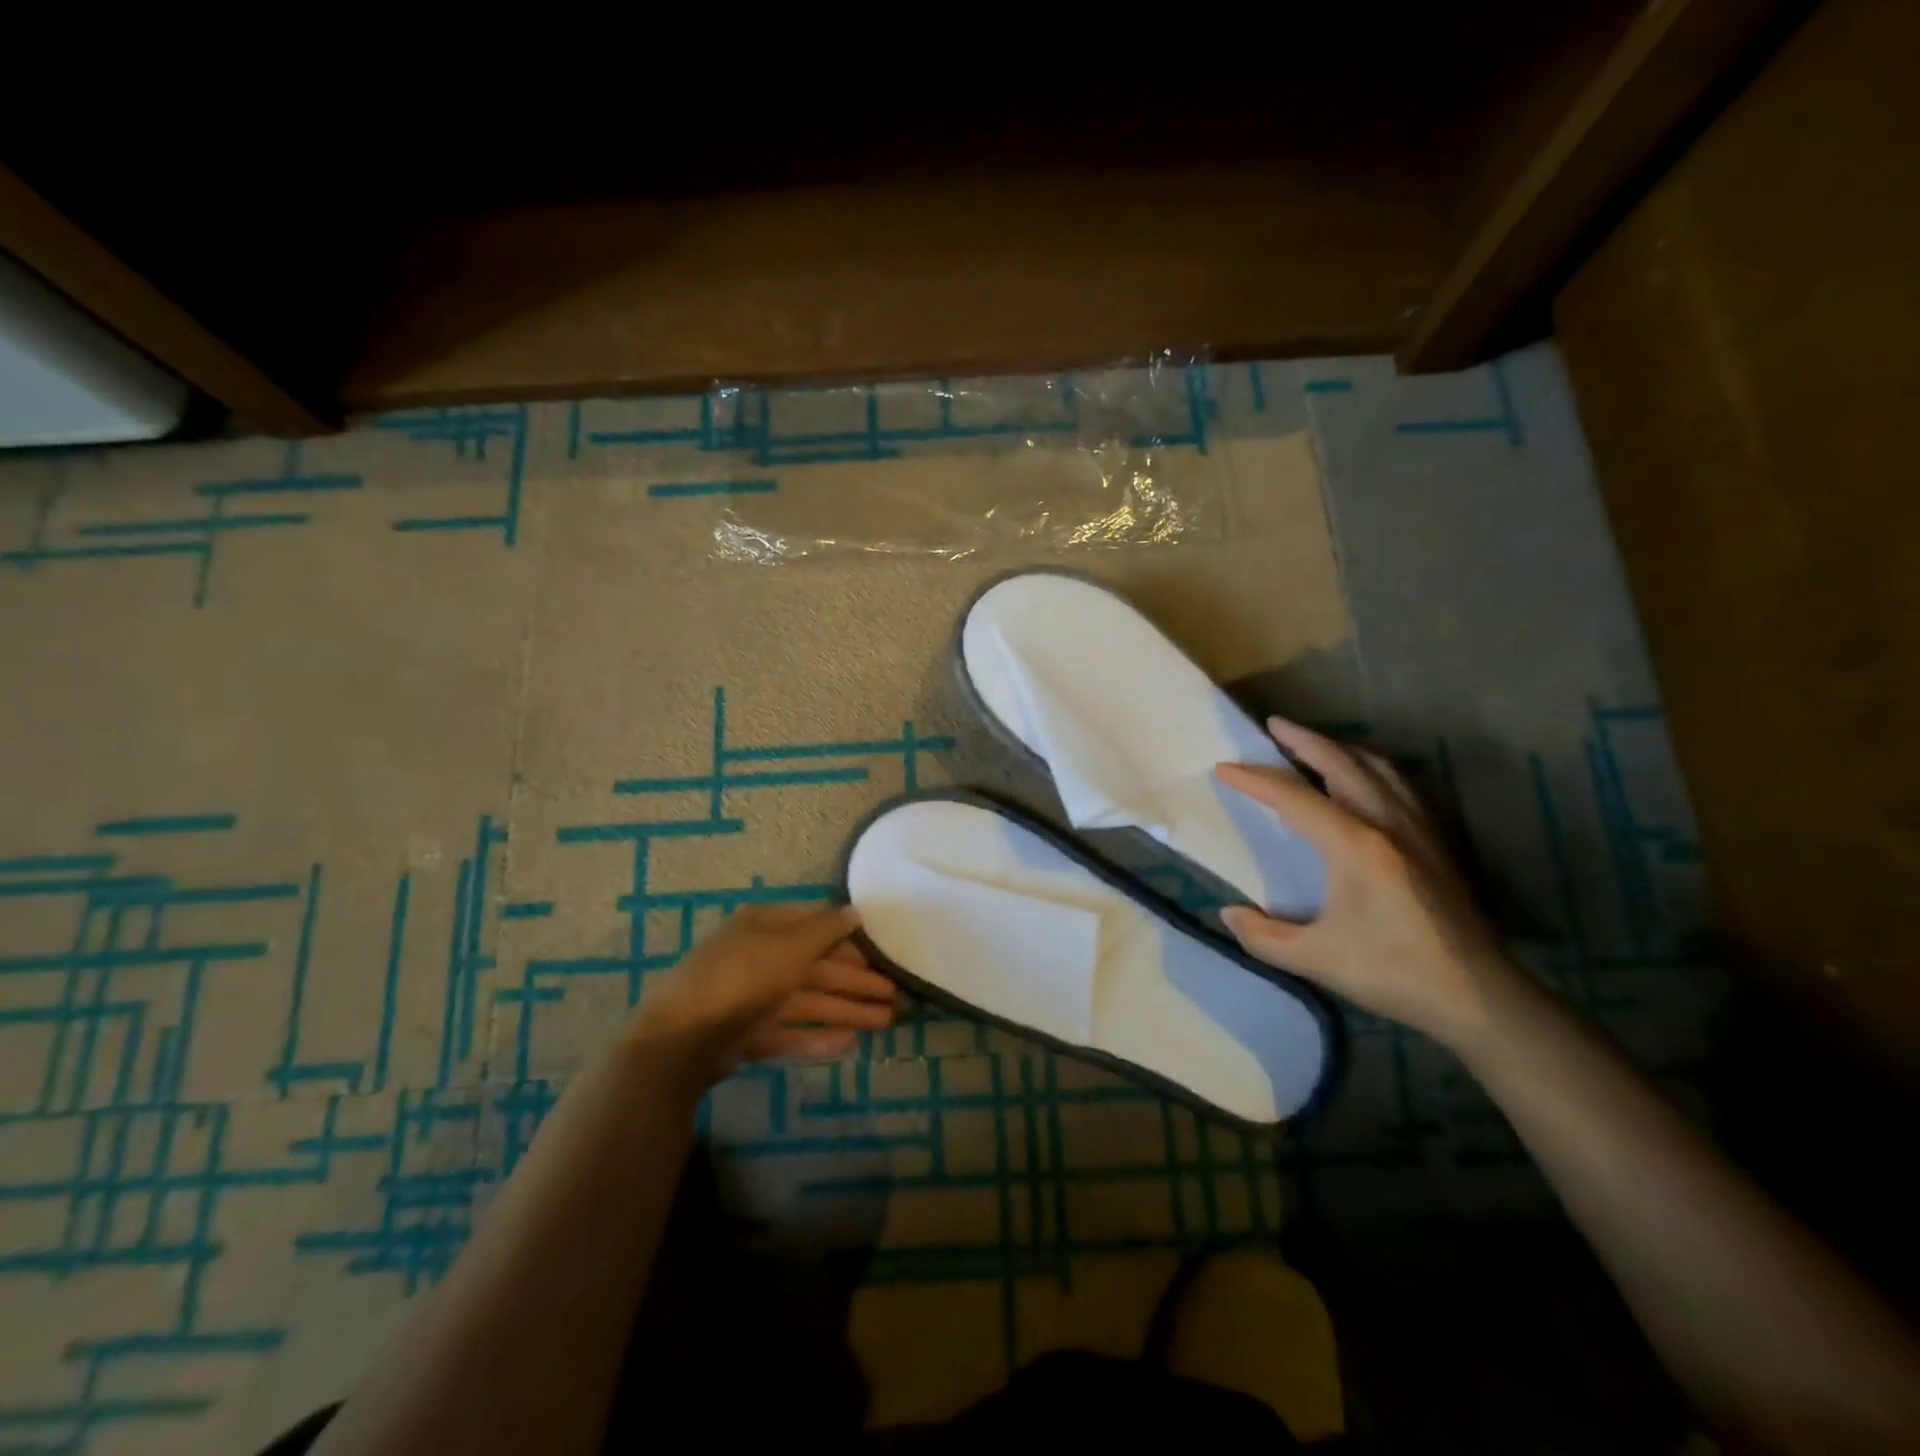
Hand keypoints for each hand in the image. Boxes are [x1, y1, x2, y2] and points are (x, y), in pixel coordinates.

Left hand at [626, 905, 895, 1089]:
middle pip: (817, 967)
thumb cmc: (742, 977)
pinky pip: (789, 1031)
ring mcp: (752, 998)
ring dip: (846, 1010)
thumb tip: (856, 911)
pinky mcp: (746, 1034)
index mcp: (766, 926)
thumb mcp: (790, 945)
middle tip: (896, 998)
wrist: (680, 1039)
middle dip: (857, 983)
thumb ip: (827, 929)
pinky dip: (816, 1036)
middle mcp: (760, 957)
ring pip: (808, 1001)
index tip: (883, 957)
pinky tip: (847, 1044)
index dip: (852, 943)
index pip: (817, 928)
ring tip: (885, 1023)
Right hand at [1214, 717, 1532, 1054]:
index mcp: (1355, 845)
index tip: (1223, 768)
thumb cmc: (1392, 973)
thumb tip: (1228, 913)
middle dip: (1304, 740)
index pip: (1294, 797)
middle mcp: (1388, 823)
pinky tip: (1367, 778)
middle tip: (1274, 725)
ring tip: (1315, 743)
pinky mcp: (1437, 842)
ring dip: (1341, 749)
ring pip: (1377, 768)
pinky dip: (1373, 768)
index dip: (1255, 780)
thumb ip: (1262, 937)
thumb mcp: (1315, 960)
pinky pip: (1402, 786)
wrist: (1478, 996)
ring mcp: (1419, 829)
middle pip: (1341, 764)